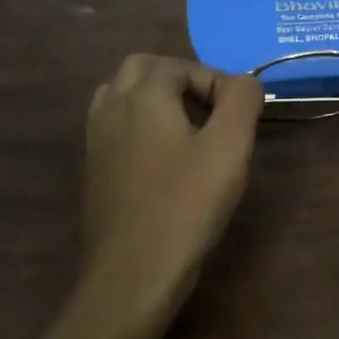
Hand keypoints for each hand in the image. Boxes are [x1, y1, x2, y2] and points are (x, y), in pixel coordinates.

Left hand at [81, 55, 263, 323]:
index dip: (216, 82)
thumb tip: (245, 82)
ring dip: (156, 99)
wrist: (132, 273)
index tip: (240, 115)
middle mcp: (112, 107)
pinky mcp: (93, 168)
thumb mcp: (229, 148)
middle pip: (144, 69)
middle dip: (181, 80)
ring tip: (189, 129)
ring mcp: (96, 138)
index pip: (182, 65)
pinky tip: (165, 159)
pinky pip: (115, 125)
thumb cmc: (186, 206)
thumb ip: (242, 101)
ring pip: (123, 94)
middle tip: (211, 111)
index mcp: (143, 95)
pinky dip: (140, 124)